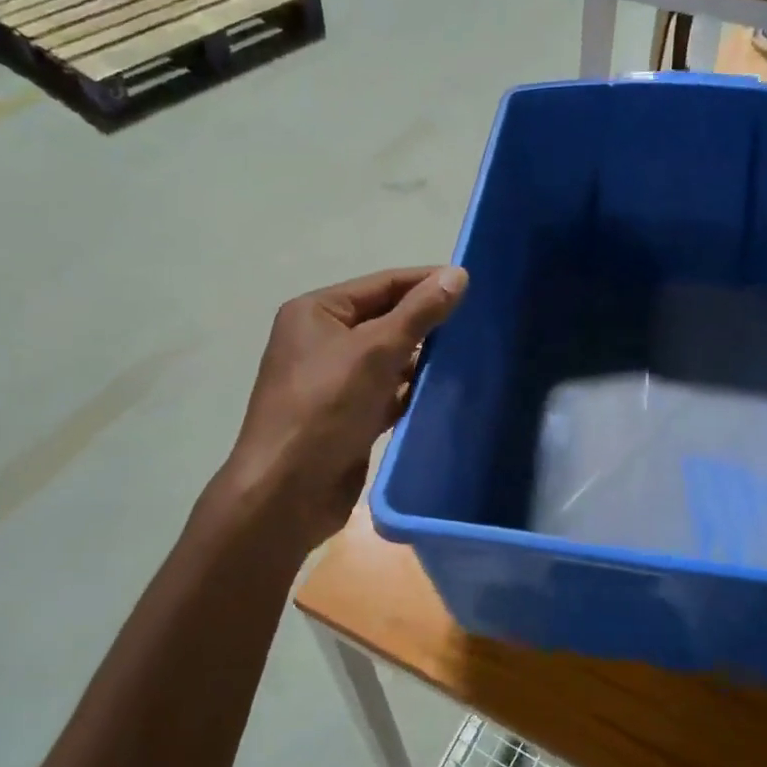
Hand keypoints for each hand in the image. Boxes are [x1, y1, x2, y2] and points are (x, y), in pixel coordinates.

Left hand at [224, 266, 467, 550]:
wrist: (287, 492)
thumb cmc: (325, 408)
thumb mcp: (375, 351)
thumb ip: (418, 313)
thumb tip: (458, 274)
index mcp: (317, 312)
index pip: (382, 284)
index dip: (426, 282)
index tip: (474, 286)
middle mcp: (322, 340)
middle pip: (386, 320)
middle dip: (428, 324)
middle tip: (479, 325)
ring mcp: (334, 381)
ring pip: (389, 360)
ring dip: (423, 361)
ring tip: (472, 358)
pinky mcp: (348, 416)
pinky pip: (387, 394)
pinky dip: (411, 393)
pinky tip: (445, 394)